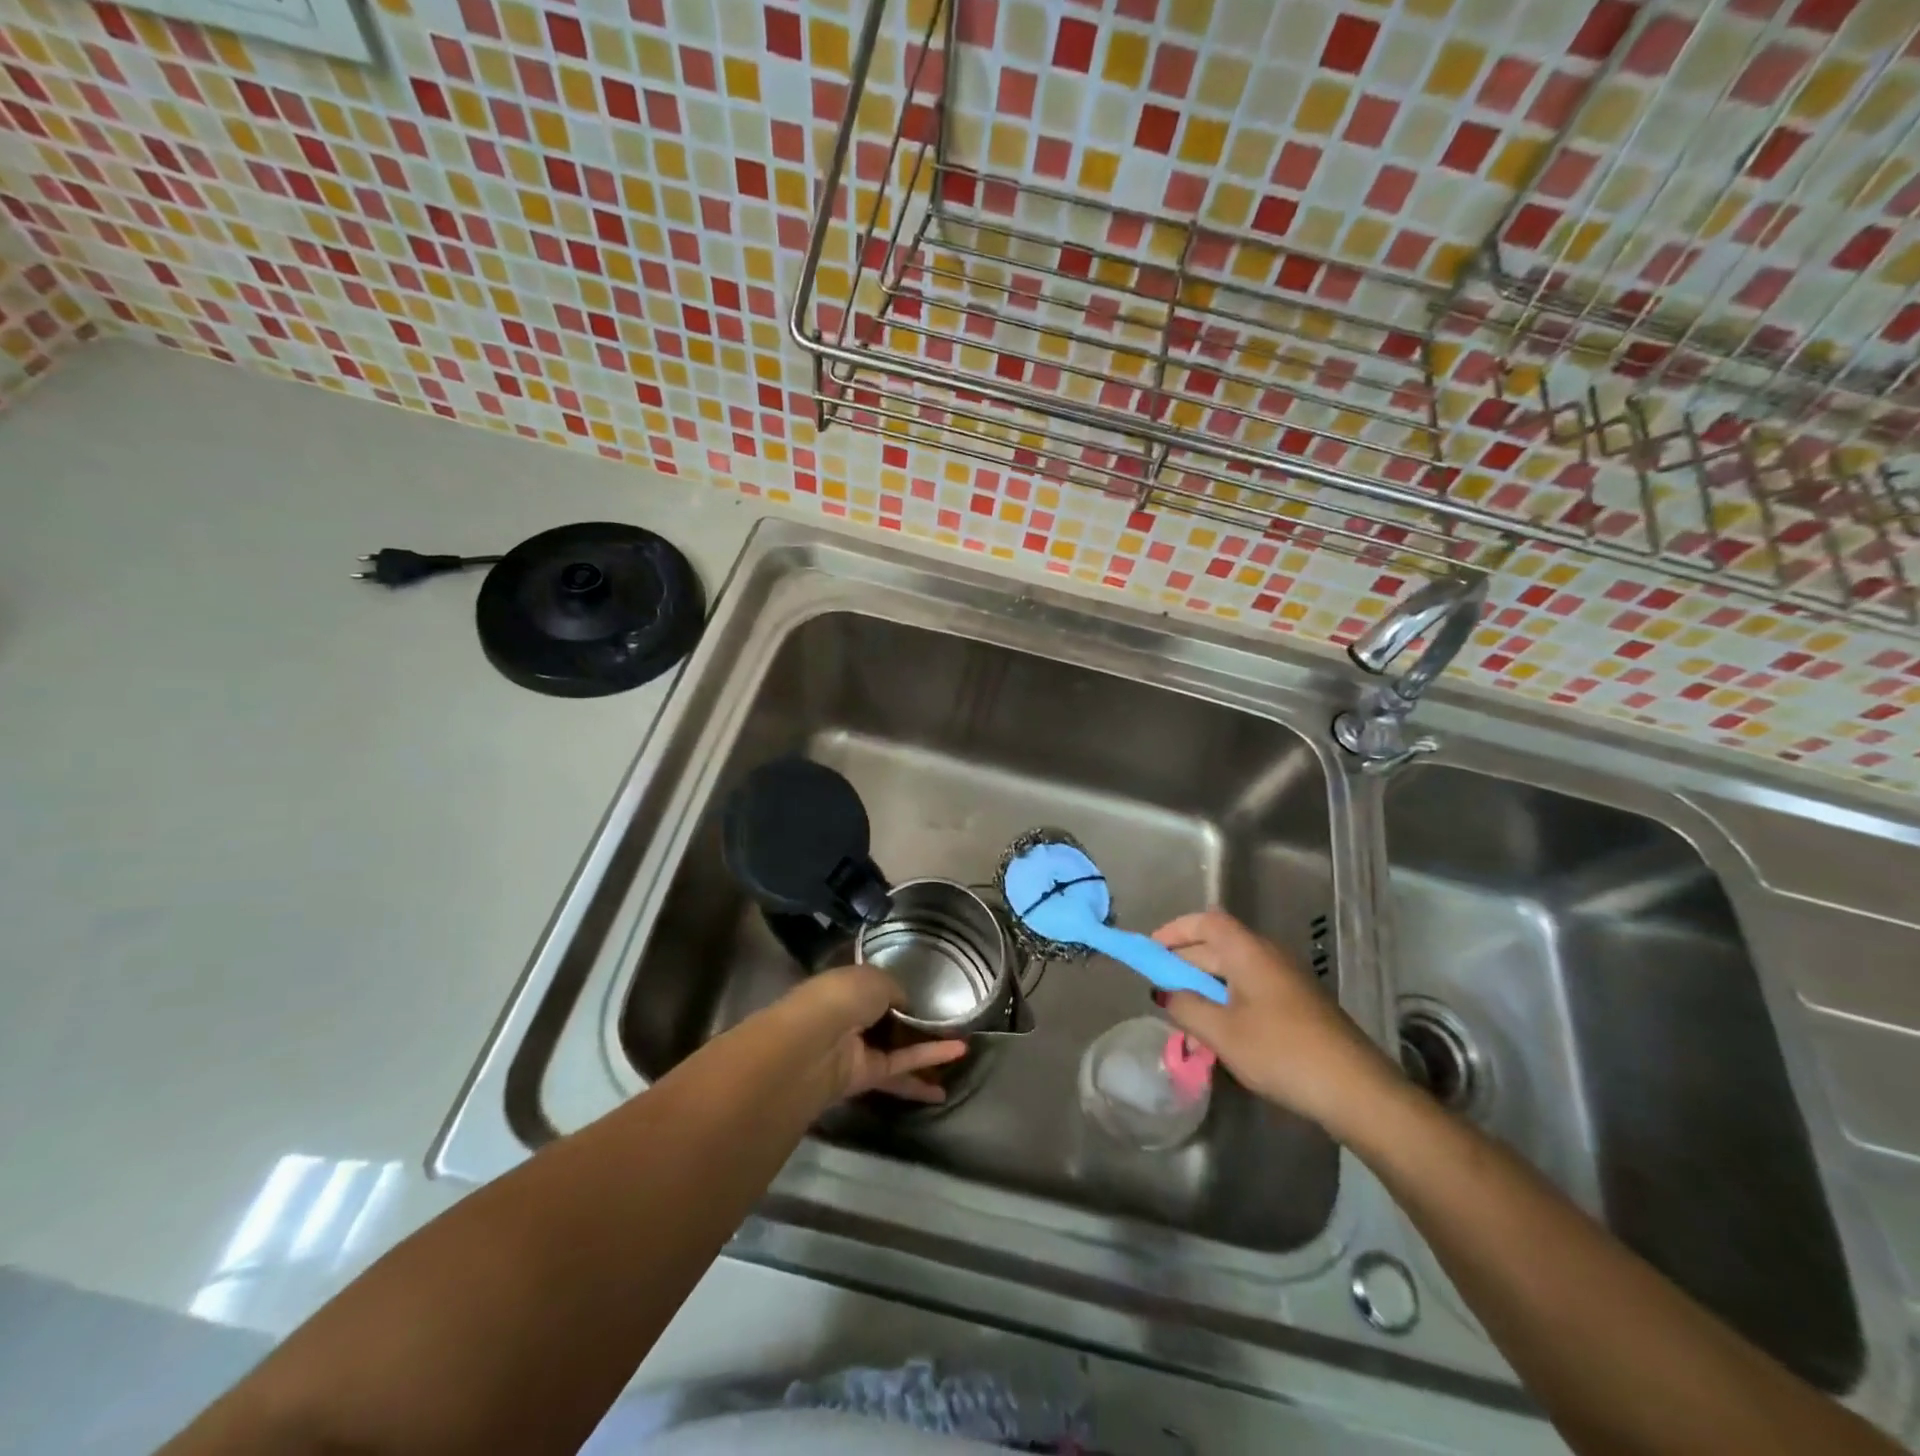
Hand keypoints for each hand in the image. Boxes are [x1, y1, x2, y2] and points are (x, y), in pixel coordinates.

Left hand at [773, 966, 968, 1103]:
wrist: (813, 1045)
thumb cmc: (841, 998)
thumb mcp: (876, 979)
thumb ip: (896, 991)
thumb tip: (906, 1004)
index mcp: (847, 986)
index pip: (876, 987)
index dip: (900, 991)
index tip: (928, 992)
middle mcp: (851, 1016)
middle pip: (889, 1020)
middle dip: (917, 1022)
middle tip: (951, 1022)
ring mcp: (857, 1048)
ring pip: (898, 1047)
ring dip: (929, 1048)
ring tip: (965, 1048)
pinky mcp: (865, 1077)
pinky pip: (900, 1068)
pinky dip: (924, 1068)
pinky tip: (951, 1071)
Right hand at [1151, 908, 1397, 1130]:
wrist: (1356, 1090)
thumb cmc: (1282, 1053)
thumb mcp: (1222, 1033)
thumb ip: (1186, 1007)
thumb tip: (1164, 992)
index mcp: (1249, 952)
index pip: (1207, 921)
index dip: (1175, 930)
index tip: (1151, 952)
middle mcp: (1268, 956)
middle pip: (1218, 944)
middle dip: (1184, 962)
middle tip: (1159, 989)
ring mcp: (1286, 980)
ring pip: (1234, 970)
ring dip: (1205, 986)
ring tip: (1184, 1015)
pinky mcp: (1298, 1005)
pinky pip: (1251, 989)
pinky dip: (1227, 1000)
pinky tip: (1219, 1032)